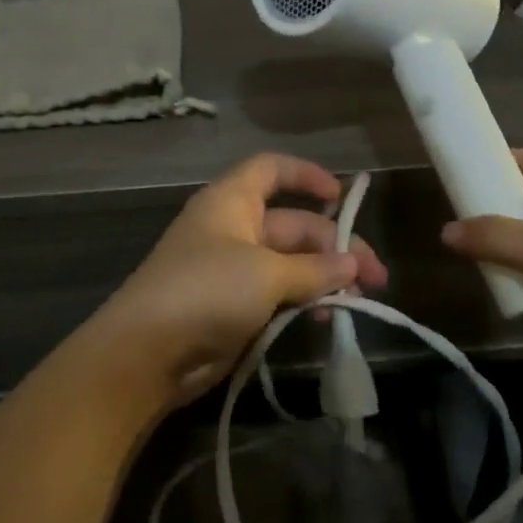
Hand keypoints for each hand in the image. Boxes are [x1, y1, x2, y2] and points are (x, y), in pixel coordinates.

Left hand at [97, 153, 387, 408]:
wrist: (148, 352)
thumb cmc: (206, 291)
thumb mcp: (266, 273)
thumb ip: (314, 269)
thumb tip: (352, 264)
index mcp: (232, 201)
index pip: (271, 169)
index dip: (306, 175)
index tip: (342, 196)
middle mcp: (233, 229)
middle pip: (294, 225)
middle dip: (335, 248)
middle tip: (375, 279)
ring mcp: (233, 269)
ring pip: (290, 264)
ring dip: (324, 279)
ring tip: (356, 302)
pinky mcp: (234, 306)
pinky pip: (278, 295)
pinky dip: (304, 302)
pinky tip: (328, 319)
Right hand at [441, 150, 522, 403]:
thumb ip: (492, 235)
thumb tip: (446, 232)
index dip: (490, 161)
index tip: (452, 169)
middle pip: (516, 202)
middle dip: (484, 209)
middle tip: (448, 217)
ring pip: (515, 243)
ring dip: (491, 249)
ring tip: (457, 253)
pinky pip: (521, 277)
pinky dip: (503, 279)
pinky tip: (482, 283)